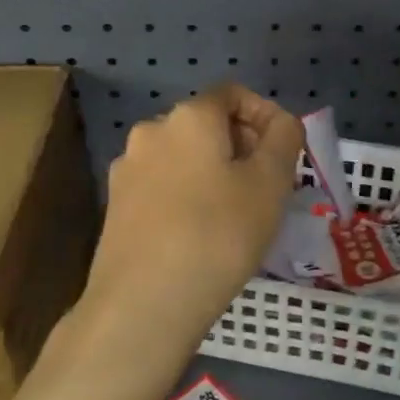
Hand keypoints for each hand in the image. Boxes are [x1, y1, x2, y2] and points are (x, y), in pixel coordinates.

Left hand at [71, 84, 302, 381]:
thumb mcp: (270, 184)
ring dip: (214, 173)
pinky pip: (163, 186)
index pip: (233, 94)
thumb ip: (284, 139)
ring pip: (184, 157)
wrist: (141, 305)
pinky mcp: (116, 206)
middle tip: (267, 189)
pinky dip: (188, 196)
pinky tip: (201, 235)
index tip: (284, 155)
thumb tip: (280, 122)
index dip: (265, 115)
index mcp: (188, 117)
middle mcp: (151, 131)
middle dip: (241, 147)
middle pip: (207, 124)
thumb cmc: (217, 235)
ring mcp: (127, 169)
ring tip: (236, 216)